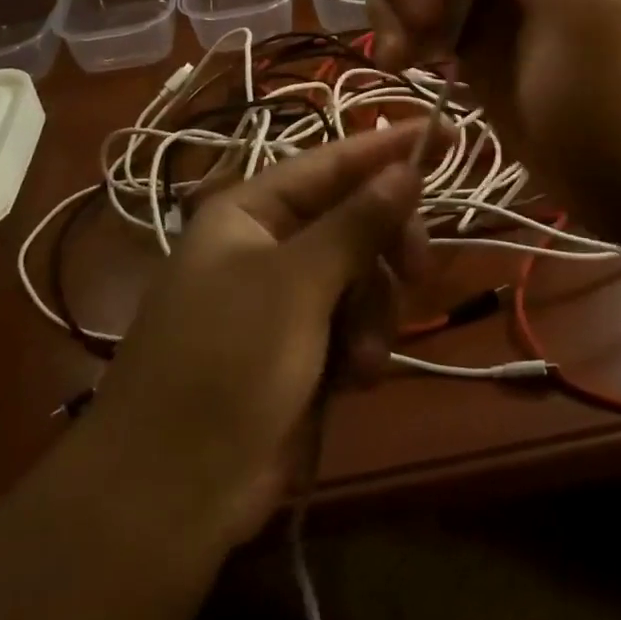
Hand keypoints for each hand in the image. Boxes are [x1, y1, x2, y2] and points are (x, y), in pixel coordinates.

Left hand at [83, 122, 426, 544]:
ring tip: (362, 358)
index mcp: (248, 211)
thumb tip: (406, 167)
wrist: (174, 488)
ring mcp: (281, 300)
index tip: (447, 131)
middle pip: (352, 221)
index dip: (386, 147)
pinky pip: (351, 325)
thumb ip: (356, 223)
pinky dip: (360, 348)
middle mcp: (265, 246)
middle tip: (418, 269)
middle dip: (386, 249)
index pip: (329, 163)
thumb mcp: (297, 284)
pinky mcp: (296, 350)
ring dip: (373, 314)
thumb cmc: (228, 361)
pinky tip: (352, 379)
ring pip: (359, 278)